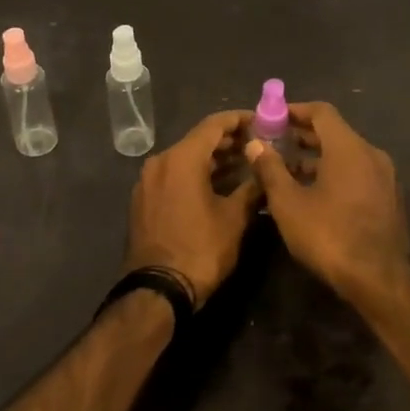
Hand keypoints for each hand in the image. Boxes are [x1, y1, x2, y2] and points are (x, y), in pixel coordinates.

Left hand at [127, 111, 262, 306]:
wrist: (157, 290)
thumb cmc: (200, 250)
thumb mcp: (234, 218)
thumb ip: (252, 187)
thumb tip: (265, 169)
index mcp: (181, 158)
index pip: (214, 124)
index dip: (240, 119)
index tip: (262, 121)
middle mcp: (160, 161)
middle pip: (198, 140)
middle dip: (229, 141)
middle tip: (258, 145)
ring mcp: (148, 181)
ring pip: (185, 159)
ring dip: (213, 160)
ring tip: (244, 165)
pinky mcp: (143, 200)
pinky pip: (173, 176)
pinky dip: (196, 175)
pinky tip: (218, 186)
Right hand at [245, 102, 409, 307]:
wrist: (380, 281)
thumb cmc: (329, 236)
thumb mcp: (289, 204)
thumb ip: (270, 169)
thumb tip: (255, 144)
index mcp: (349, 148)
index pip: (321, 112)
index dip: (295, 110)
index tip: (272, 118)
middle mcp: (371, 154)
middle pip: (335, 132)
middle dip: (303, 135)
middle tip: (274, 143)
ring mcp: (385, 177)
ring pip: (346, 155)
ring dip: (317, 158)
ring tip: (288, 172)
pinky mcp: (389, 198)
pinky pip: (357, 173)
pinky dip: (335, 173)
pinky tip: (314, 194)